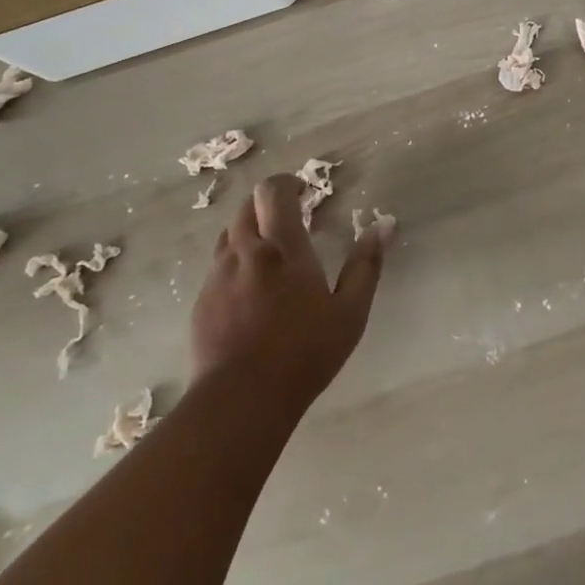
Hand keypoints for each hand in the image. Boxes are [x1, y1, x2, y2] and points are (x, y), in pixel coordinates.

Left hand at [193, 175, 390, 411]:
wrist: (240, 400)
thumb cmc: (304, 353)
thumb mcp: (350, 312)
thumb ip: (366, 265)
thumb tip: (384, 226)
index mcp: (283, 247)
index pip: (273, 192)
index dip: (287, 183)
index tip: (303, 192)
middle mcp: (245, 252)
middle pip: (247, 207)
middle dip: (268, 205)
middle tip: (289, 221)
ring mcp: (218, 277)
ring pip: (229, 237)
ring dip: (250, 233)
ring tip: (270, 258)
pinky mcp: (201, 303)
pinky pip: (217, 268)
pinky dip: (235, 265)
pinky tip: (249, 294)